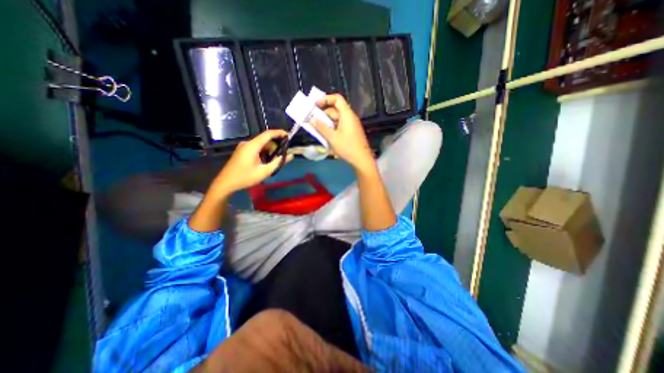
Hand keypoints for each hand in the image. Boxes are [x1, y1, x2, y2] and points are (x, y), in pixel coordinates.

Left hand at [207, 130, 291, 196]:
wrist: (226, 183)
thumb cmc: (245, 177)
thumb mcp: (264, 171)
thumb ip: (278, 162)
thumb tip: (290, 156)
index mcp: (252, 146)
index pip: (268, 134)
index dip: (279, 133)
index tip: (289, 136)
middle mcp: (248, 143)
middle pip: (265, 140)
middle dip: (276, 146)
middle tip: (284, 155)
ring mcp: (244, 147)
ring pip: (261, 145)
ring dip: (270, 151)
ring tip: (275, 161)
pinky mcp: (242, 151)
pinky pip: (257, 148)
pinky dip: (264, 153)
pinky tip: (266, 162)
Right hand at [311, 94, 371, 173]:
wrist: (362, 159)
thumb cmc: (347, 147)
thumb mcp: (332, 138)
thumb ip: (321, 128)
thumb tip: (311, 119)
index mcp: (347, 114)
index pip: (337, 99)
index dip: (326, 99)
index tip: (315, 105)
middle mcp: (350, 117)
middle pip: (335, 109)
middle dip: (323, 113)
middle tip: (313, 120)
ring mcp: (351, 124)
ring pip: (337, 118)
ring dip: (327, 121)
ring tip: (317, 128)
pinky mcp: (351, 131)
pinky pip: (340, 125)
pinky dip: (332, 127)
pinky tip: (326, 134)